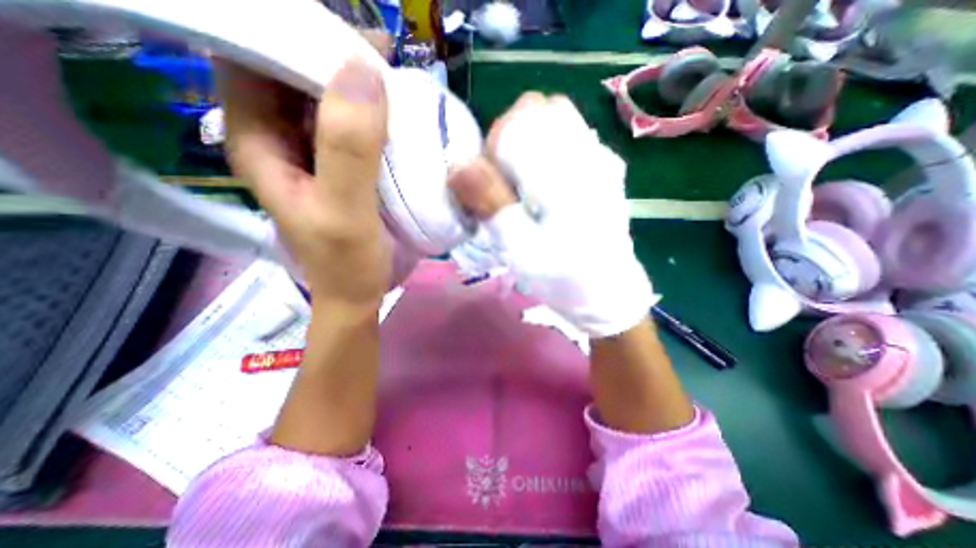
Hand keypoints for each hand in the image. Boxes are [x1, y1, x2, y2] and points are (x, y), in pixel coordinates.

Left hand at [215, 31, 393, 312]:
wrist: (359, 292)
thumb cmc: (348, 262)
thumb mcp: (345, 211)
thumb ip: (348, 149)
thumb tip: (361, 73)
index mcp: (259, 143)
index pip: (253, 60)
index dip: (293, 36)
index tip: (351, 40)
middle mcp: (279, 139)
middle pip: (293, 73)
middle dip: (334, 58)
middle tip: (385, 59)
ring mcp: (313, 152)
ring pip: (327, 98)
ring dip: (360, 86)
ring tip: (397, 81)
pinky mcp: (341, 165)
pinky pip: (354, 125)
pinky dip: (375, 114)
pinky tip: (398, 114)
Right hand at [451, 94, 692, 435]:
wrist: (608, 296)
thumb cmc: (563, 275)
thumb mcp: (519, 245)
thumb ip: (491, 202)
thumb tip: (459, 162)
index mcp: (567, 166)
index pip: (525, 114)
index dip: (498, 140)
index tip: (493, 177)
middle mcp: (590, 152)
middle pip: (543, 113)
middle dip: (514, 140)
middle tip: (508, 182)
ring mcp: (601, 162)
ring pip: (558, 127)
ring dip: (532, 148)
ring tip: (525, 188)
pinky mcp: (605, 176)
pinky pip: (571, 147)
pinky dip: (549, 158)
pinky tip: (546, 192)